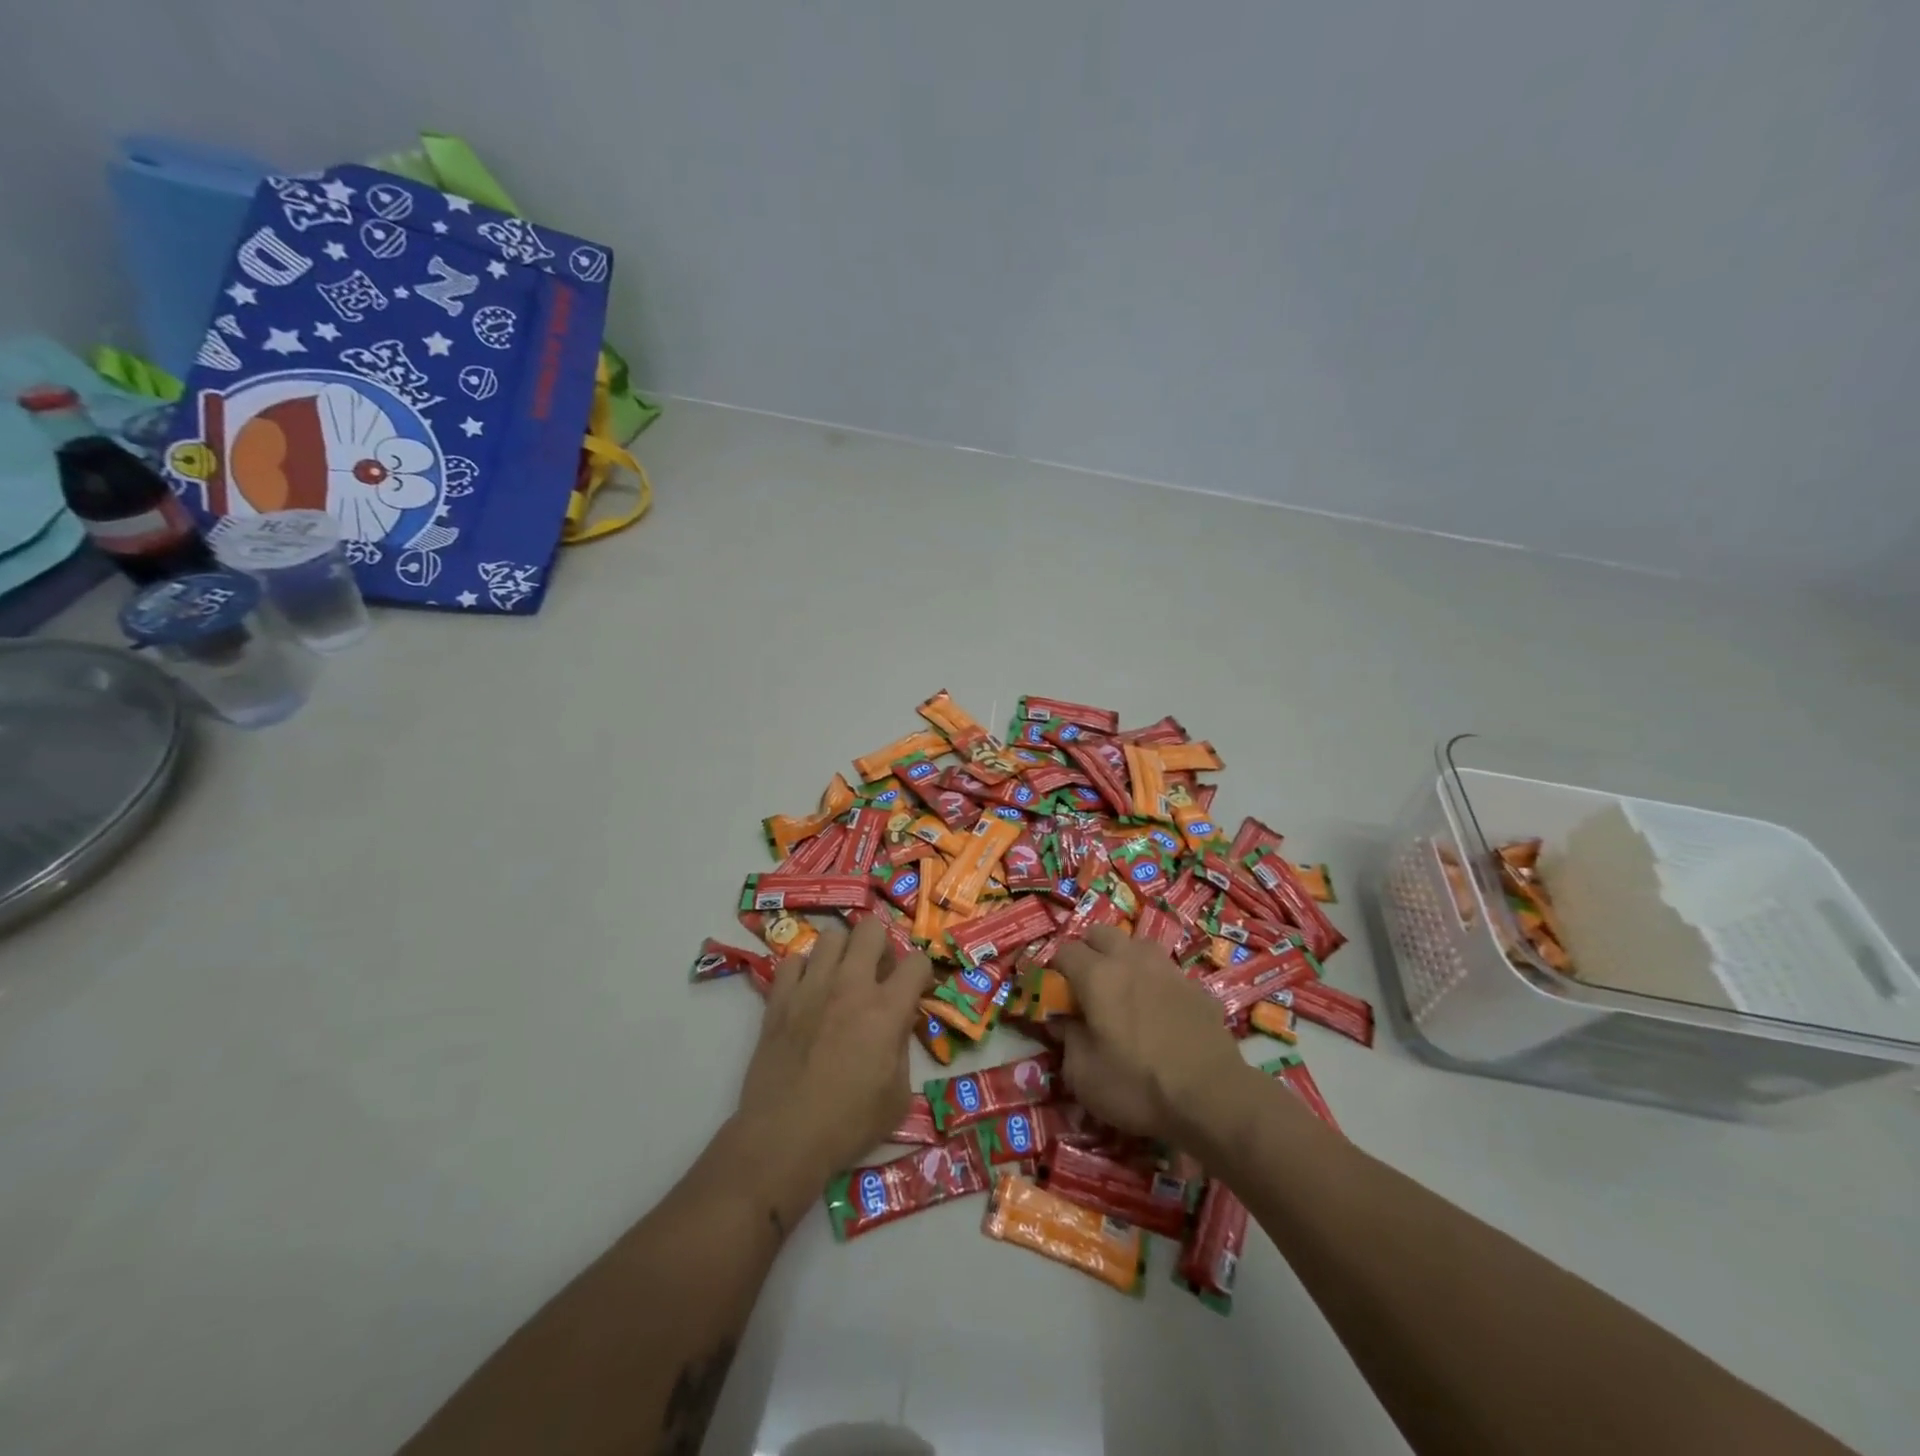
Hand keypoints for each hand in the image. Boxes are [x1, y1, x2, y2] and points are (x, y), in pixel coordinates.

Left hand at [736, 917, 932, 1186]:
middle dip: (881, 945)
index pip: (917, 962)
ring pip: (831, 936)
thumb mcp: (898, 1095)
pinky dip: (804, 970)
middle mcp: (850, 986)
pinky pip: (793, 960)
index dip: (922, 973)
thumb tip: (898, 1024)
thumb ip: (903, 1048)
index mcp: (886, 1009)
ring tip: (841, 978)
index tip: (917, 990)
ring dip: (843, 952)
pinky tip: (808, 992)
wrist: (784, 1139)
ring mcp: (811, 987)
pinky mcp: (779, 999)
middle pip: (871, 929)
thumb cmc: (849, 1124)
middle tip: (878, 974)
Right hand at [1053, 925, 1253, 1146]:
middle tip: (1087, 988)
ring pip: (1137, 946)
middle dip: (1088, 952)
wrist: (1213, 1098)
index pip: (1064, 951)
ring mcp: (1168, 969)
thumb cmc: (1137, 1086)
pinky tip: (1160, 1013)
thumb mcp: (1083, 1075)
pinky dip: (1156, 983)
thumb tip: (1062, 1021)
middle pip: (1101, 933)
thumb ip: (1067, 1039)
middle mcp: (1131, 959)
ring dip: (1125, 960)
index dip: (1055, 971)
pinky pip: (1167, 972)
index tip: (1056, 995)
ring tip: (1125, 993)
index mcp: (1097, 974)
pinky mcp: (1197, 986)